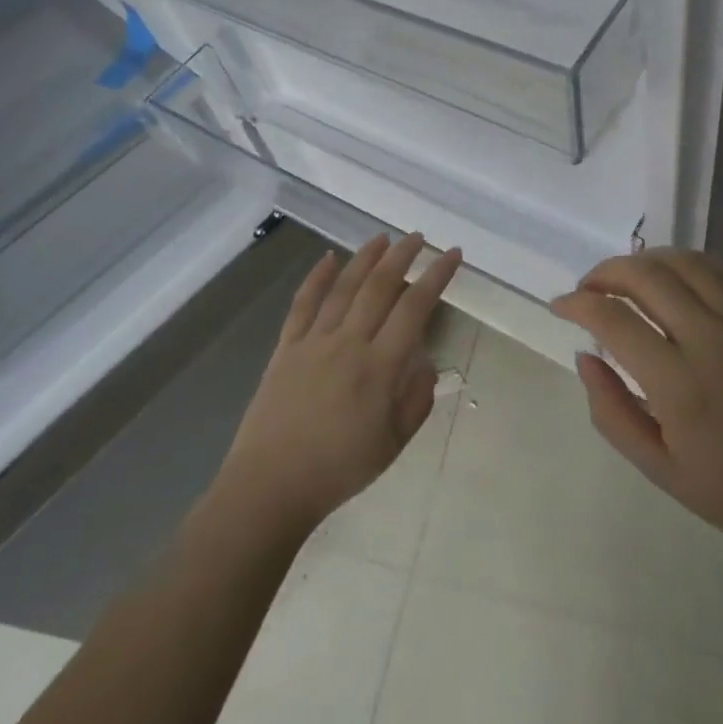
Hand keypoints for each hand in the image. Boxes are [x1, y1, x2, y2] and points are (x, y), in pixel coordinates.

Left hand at [215, 233, 461, 538]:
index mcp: (379, 367)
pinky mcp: (286, 347)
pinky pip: (303, 304)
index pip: (415, 308)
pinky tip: (328, 258)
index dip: (437, 277)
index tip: (453, 255)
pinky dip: (316, 278)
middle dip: (403, 256)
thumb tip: (427, 364)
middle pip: (379, 287)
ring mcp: (314, 341)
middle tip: (419, 237)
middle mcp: (348, 343)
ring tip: (382, 238)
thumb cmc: (339, 470)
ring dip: (365, 258)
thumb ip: (416, 400)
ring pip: (344, 287)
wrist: (270, 486)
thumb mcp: (393, 444)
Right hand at [551, 248, 722, 569]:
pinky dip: (688, 264)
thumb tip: (585, 356)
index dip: (578, 304)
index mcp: (681, 386)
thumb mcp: (659, 469)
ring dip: (645, 260)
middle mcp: (713, 341)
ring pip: (685, 262)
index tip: (561, 307)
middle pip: (647, 276)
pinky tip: (674, 279)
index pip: (614, 320)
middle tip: (588, 289)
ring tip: (626, 279)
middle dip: (606, 272)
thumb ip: (611, 411)